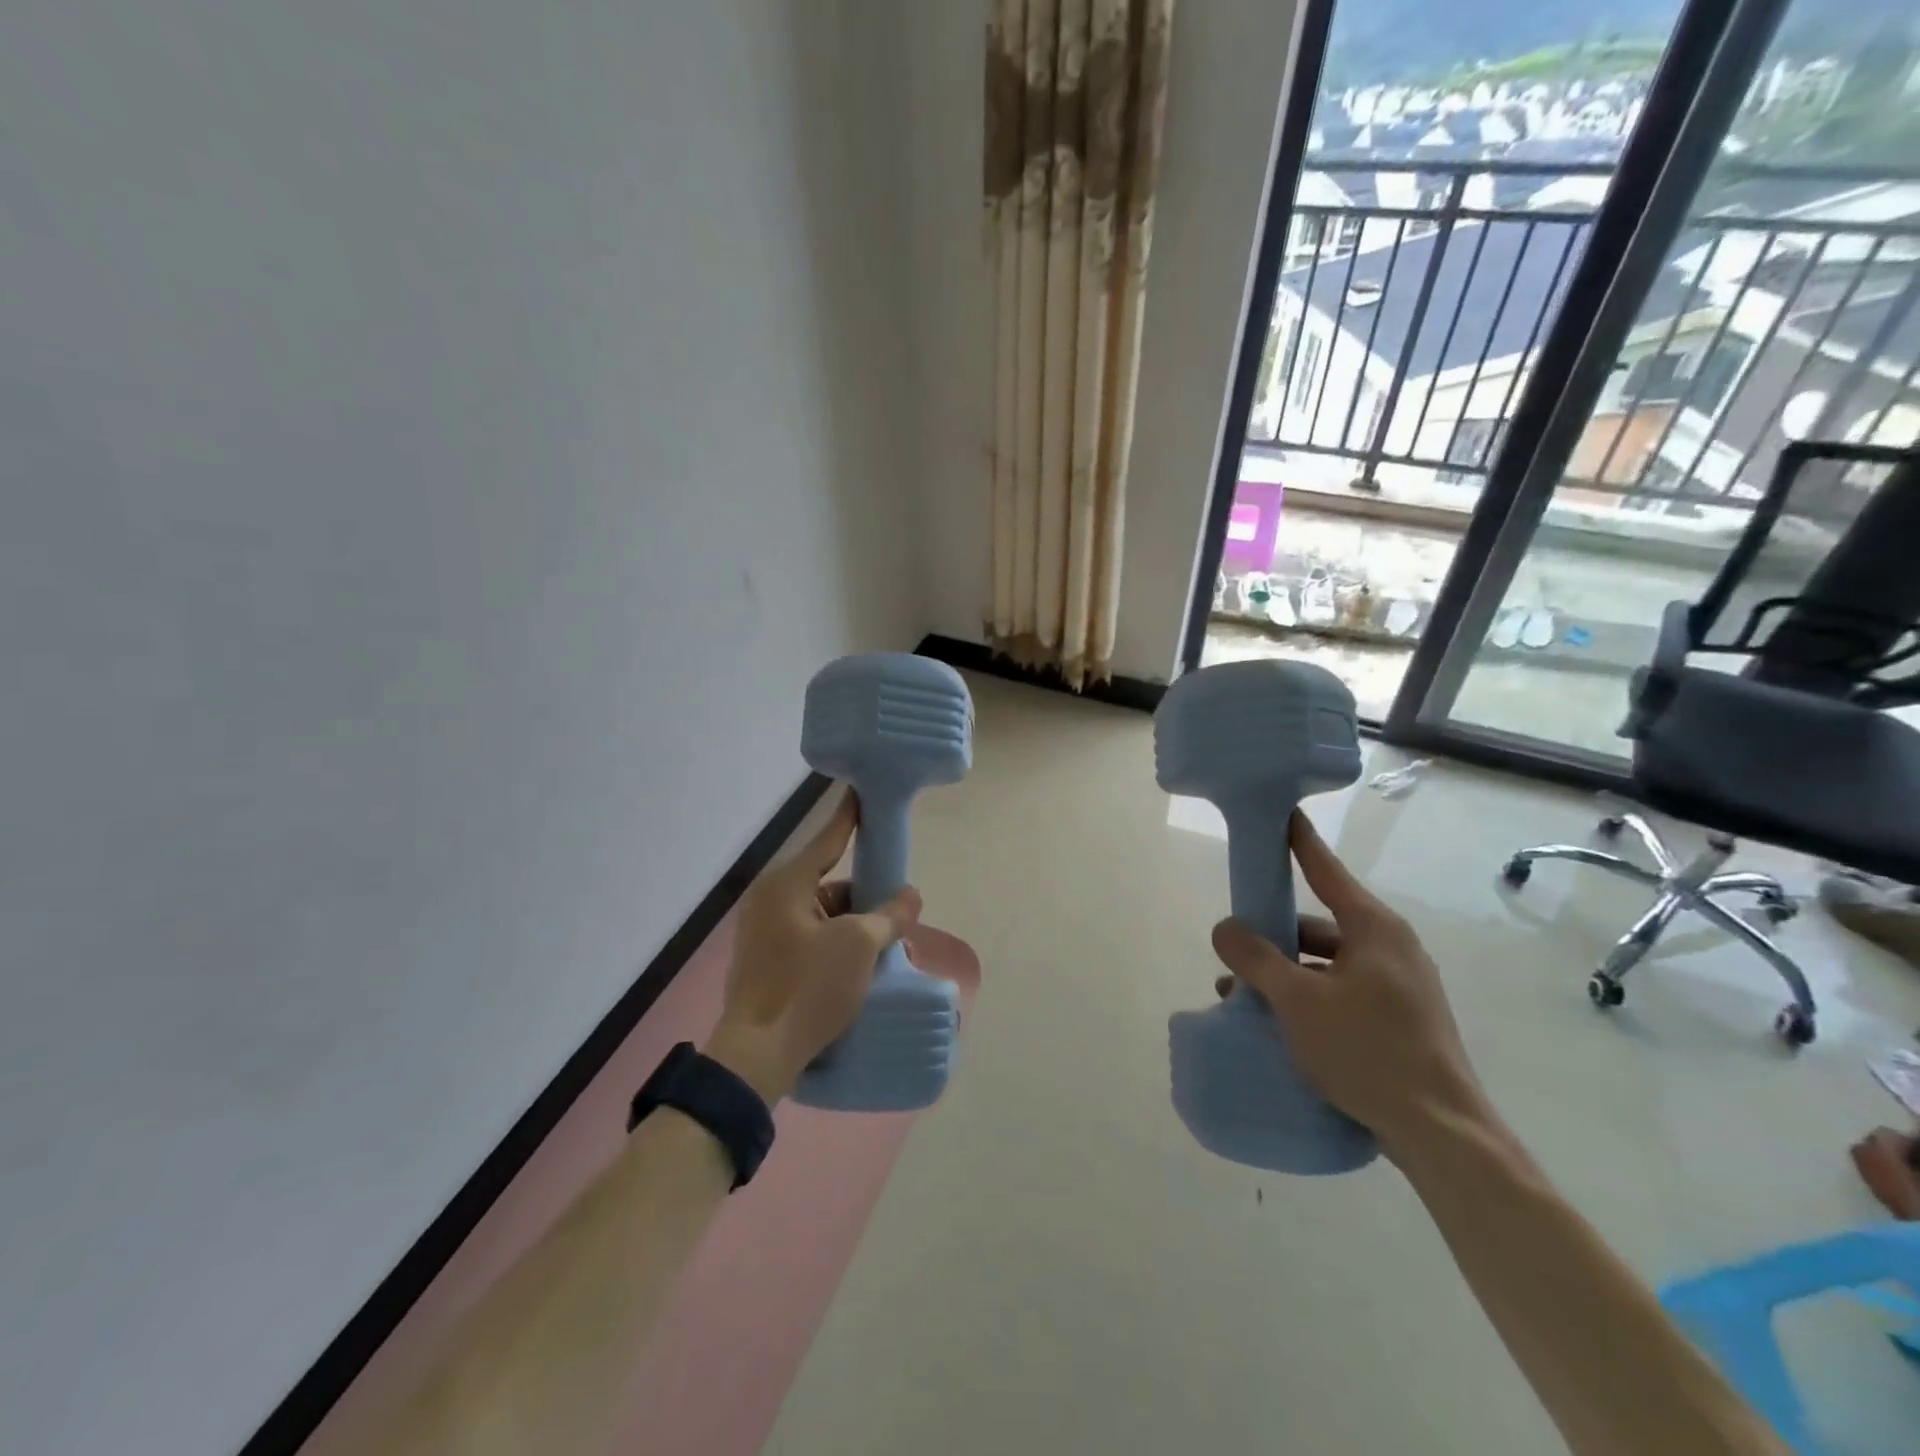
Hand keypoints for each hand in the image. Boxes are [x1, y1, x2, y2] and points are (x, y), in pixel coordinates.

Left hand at [703, 789, 921, 1103]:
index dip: (851, 816)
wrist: (757, 1057)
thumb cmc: (808, 988)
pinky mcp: (766, 962)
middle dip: (864, 898)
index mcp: (786, 885)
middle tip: (898, 914)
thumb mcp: (859, 946)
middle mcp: (770, 901)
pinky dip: (835, 945)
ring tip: (885, 949)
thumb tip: (911, 896)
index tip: (864, 792)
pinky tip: (860, 967)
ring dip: (853, 927)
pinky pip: (810, 938)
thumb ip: (888, 915)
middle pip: (828, 883)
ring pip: (821, 915)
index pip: (828, 838)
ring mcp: (764, 933)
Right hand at [1209, 811, 1487, 1156]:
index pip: (1325, 871)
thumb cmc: (1368, 1051)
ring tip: (1242, 998)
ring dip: (1285, 974)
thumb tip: (1224, 927)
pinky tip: (1278, 1023)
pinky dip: (1309, 997)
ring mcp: (1400, 986)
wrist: (1442, 1135)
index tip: (1281, 815)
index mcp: (1374, 929)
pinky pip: (1343, 992)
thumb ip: (1256, 959)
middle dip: (1273, 936)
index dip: (1299, 842)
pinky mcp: (1401, 1020)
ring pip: (1328, 963)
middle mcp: (1391, 948)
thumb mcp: (1298, 1001)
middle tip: (1234, 951)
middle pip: (1319, 924)